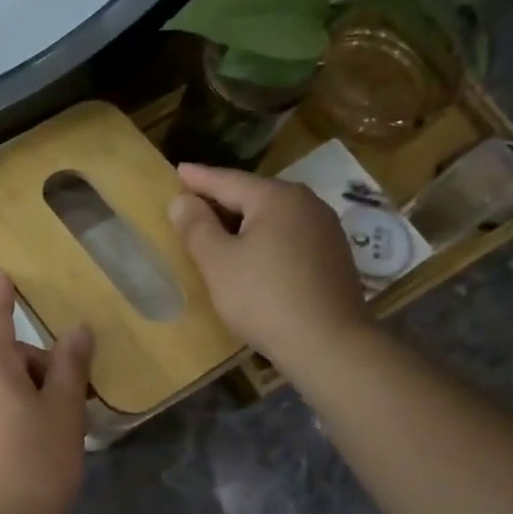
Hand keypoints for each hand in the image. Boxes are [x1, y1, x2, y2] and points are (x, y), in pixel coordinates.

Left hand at [0, 276, 93, 513]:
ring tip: (64, 426)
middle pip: (3, 356)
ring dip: (31, 393)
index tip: (8, 276)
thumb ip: (69, 367)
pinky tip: (39, 447)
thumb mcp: (62, 413)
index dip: (3, 295)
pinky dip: (15, 414)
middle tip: (78, 395)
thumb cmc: (30, 464)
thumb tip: (76, 331)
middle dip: (40, 365)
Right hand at [167, 163, 371, 366]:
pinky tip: (254, 257)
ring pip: (274, 218)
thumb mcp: (218, 263)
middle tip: (194, 202)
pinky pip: (289, 238)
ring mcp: (326, 231)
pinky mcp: (334, 258)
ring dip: (245, 223)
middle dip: (223, 200)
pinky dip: (265, 241)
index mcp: (277, 197)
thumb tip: (181, 200)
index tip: (178, 170)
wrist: (328, 344)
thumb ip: (196, 227)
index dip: (198, 178)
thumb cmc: (263, 298)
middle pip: (254, 196)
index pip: (228, 181)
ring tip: (220, 230)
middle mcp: (307, 204)